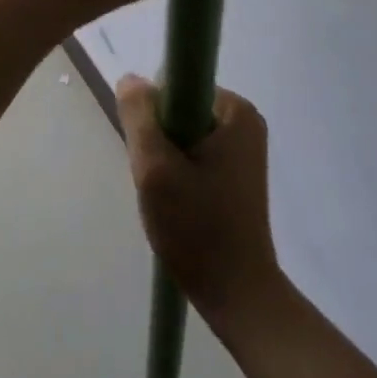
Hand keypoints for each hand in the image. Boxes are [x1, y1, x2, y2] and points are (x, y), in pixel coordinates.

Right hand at [118, 77, 282, 318]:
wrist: (238, 299)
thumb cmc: (198, 229)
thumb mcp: (154, 167)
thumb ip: (138, 115)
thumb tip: (131, 78)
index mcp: (235, 109)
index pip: (175, 85)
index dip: (154, 115)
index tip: (154, 155)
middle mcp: (245, 120)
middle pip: (179, 109)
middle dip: (161, 141)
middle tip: (161, 182)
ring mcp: (244, 147)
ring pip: (183, 133)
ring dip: (168, 160)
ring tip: (172, 198)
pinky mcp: (238, 172)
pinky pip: (195, 152)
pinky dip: (181, 173)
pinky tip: (182, 205)